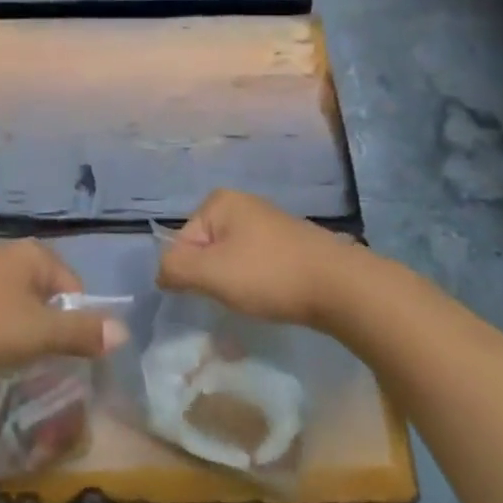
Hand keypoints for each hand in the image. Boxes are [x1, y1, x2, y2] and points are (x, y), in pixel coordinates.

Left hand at [0, 240, 129, 372]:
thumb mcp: (39, 332)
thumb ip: (81, 332)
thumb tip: (124, 331)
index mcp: (35, 254)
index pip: (74, 286)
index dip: (75, 322)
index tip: (61, 353)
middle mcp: (9, 251)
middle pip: (44, 290)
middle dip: (44, 323)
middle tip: (35, 356)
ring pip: (14, 297)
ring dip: (16, 324)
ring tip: (6, 354)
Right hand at [157, 188, 366, 328]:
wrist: (340, 286)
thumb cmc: (269, 274)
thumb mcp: (211, 273)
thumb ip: (175, 269)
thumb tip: (162, 274)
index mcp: (219, 201)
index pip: (182, 241)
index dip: (191, 272)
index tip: (214, 291)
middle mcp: (242, 203)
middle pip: (206, 249)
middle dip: (212, 278)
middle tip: (232, 299)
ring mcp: (268, 222)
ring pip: (231, 259)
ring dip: (235, 284)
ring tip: (255, 301)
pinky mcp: (289, 242)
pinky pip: (255, 263)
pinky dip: (257, 282)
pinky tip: (272, 297)